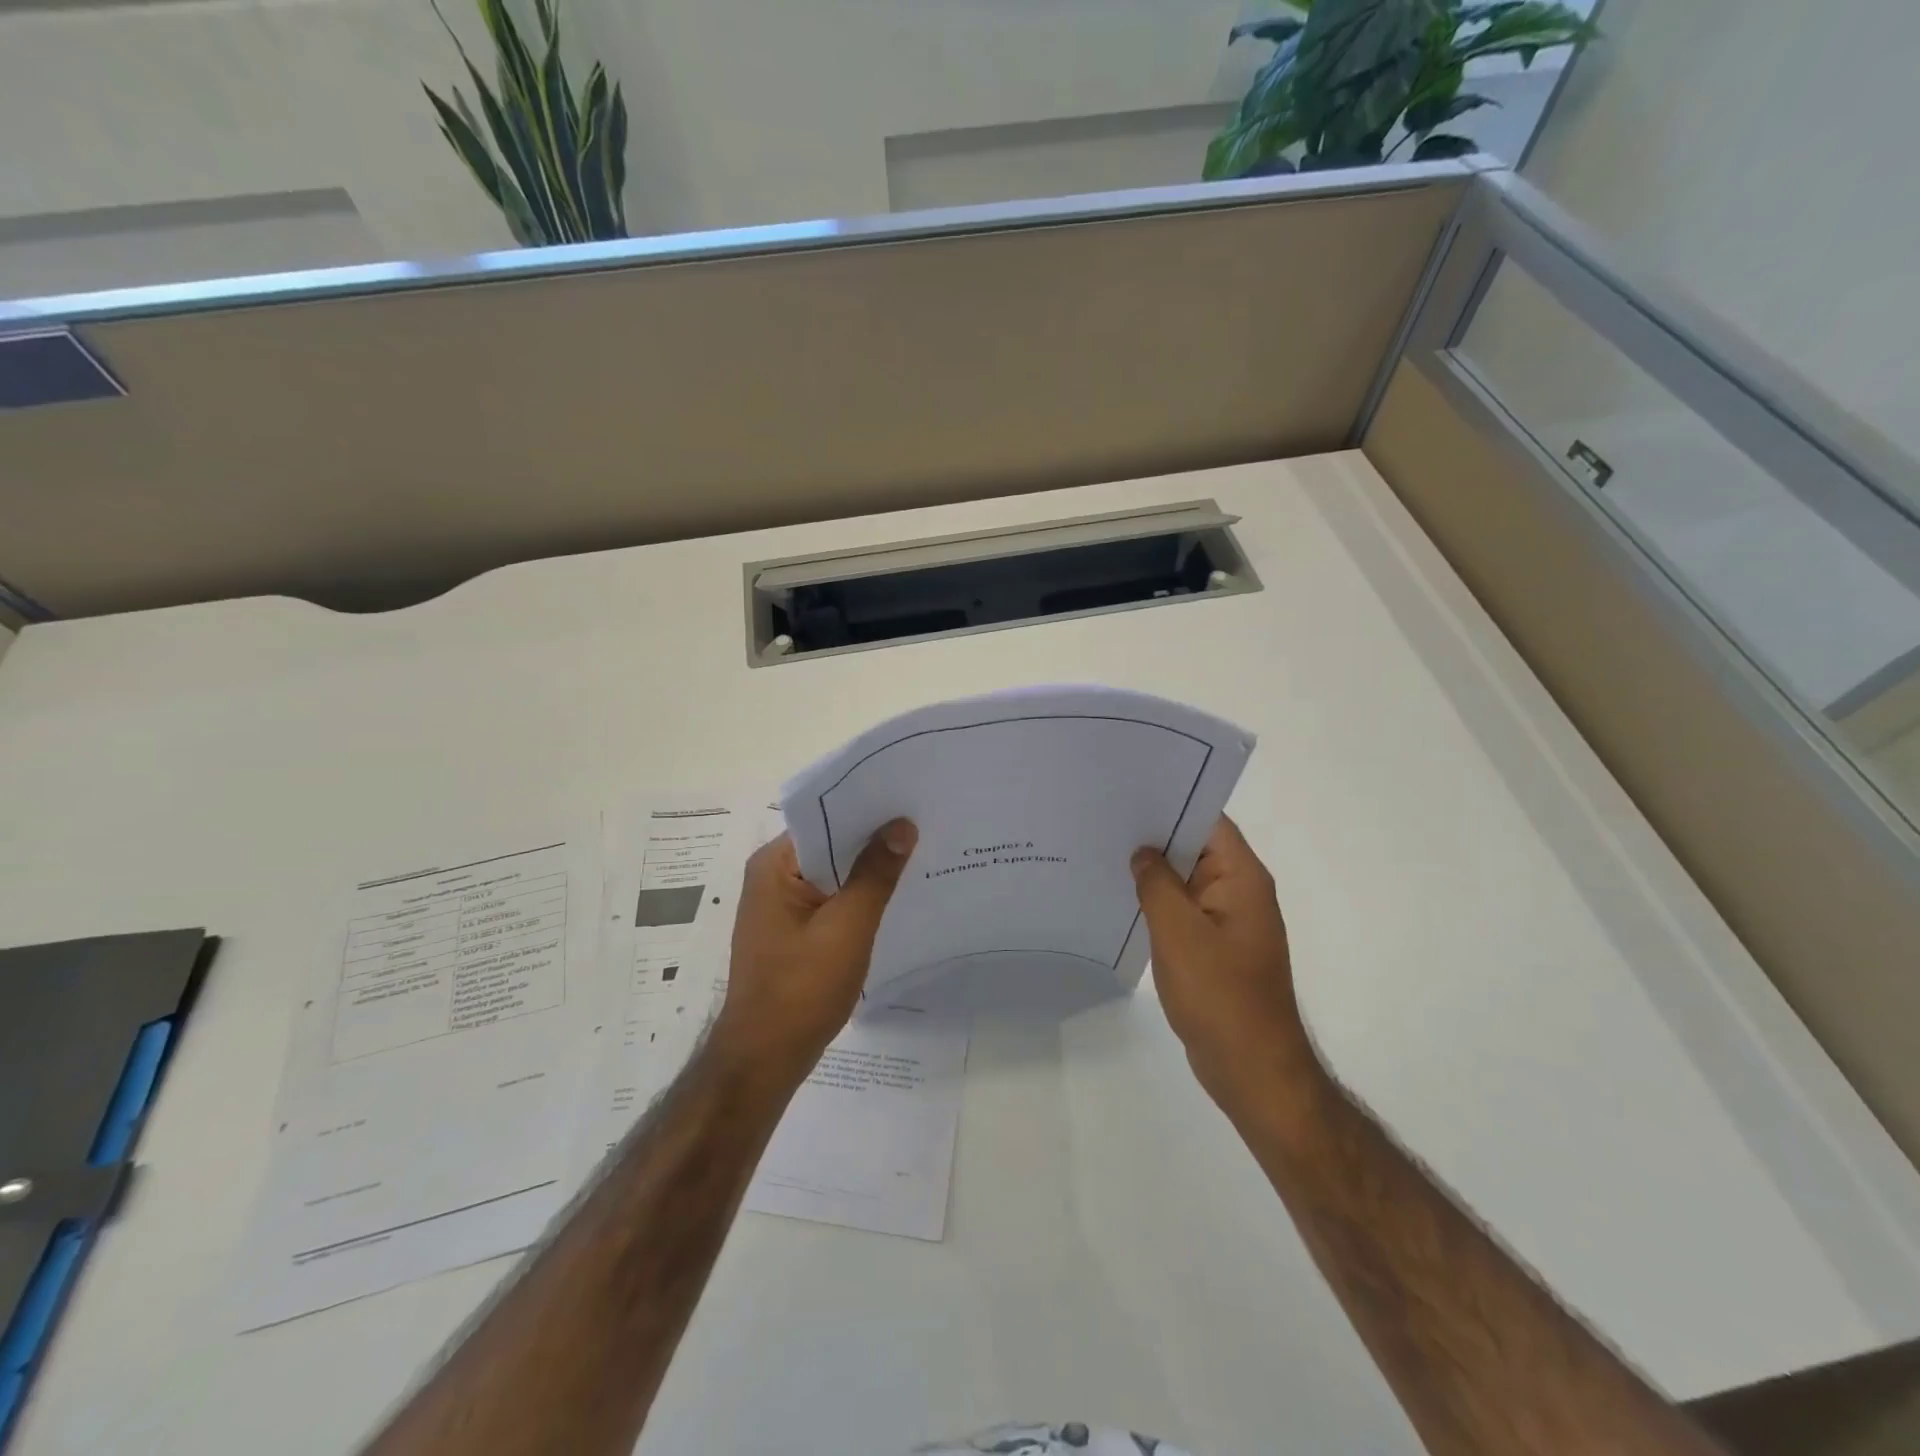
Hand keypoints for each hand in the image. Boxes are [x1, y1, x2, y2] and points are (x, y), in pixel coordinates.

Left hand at [713, 821, 916, 1089]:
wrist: (765, 1060)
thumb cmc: (801, 989)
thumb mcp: (847, 927)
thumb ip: (875, 874)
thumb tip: (902, 825)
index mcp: (774, 865)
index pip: (824, 818)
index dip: (866, 807)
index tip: (909, 799)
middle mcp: (772, 876)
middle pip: (829, 843)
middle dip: (873, 838)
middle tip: (925, 823)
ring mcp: (781, 905)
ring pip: (833, 872)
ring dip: (868, 868)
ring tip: (920, 852)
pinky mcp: (793, 930)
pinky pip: (831, 898)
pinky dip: (859, 895)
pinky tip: (895, 895)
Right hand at [1131, 816, 1314, 1105]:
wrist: (1251, 1069)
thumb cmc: (1219, 995)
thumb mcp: (1178, 932)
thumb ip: (1157, 884)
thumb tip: (1142, 852)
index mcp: (1242, 877)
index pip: (1208, 821)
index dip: (1171, 802)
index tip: (1127, 793)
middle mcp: (1240, 891)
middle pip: (1195, 847)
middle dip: (1153, 835)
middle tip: (1102, 820)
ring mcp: (1228, 920)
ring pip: (1186, 880)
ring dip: (1153, 871)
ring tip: (1103, 852)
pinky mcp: (1215, 946)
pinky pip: (1184, 911)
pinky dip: (1158, 902)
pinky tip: (1121, 899)